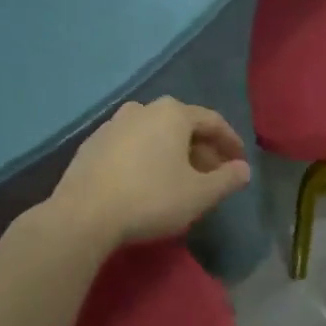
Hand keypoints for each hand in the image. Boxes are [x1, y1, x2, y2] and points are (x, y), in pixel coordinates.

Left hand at [46, 98, 252, 248]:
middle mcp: (142, 109)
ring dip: (173, 153)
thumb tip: (243, 170)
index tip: (239, 161)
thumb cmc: (151, 199)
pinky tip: (147, 181)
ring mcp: (113, 125)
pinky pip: (130, 145)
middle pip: (182, 125)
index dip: (230, 142)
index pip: (212, 121)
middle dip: (201, 149)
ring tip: (180, 179)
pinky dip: (146, 158)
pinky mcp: (91, 144)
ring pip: (154, 134)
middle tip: (212, 174)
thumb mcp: (200, 194)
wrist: (82, 216)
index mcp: (172, 113)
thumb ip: (227, 179)